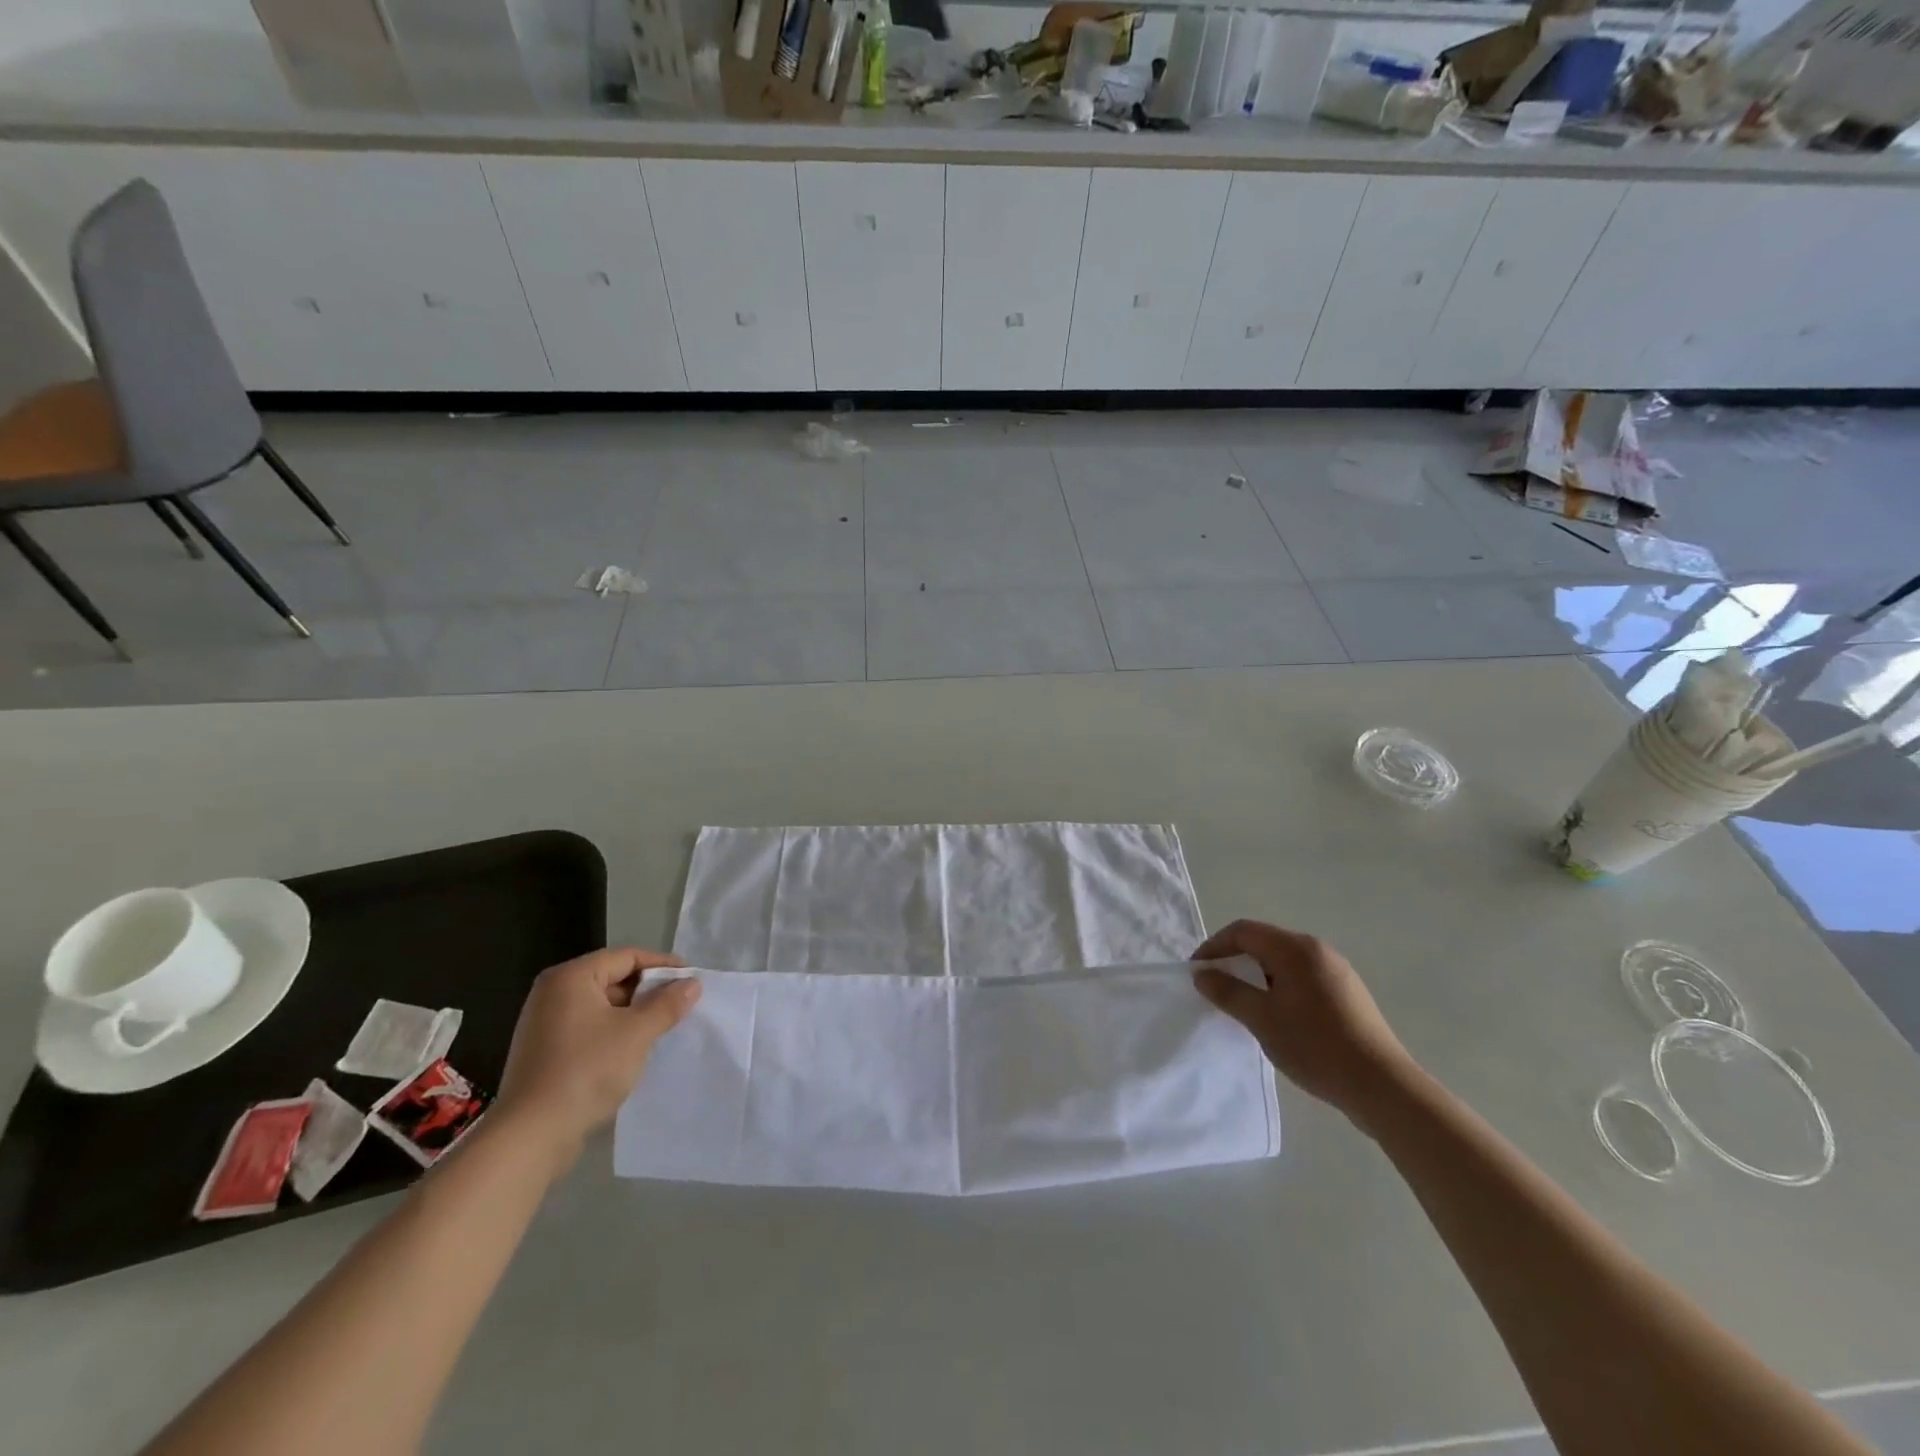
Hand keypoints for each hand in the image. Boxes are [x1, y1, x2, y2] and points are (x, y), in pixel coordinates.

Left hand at [495, 947, 699, 1165]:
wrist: (530, 1135)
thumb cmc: (586, 1070)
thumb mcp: (637, 1033)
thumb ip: (667, 1004)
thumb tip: (692, 984)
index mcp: (571, 977)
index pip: (626, 956)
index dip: (662, 964)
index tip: (691, 978)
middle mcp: (553, 993)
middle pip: (612, 978)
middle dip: (648, 990)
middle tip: (680, 1005)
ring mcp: (544, 1023)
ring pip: (601, 1006)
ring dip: (633, 1013)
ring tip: (662, 1028)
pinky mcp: (543, 1052)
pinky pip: (587, 1028)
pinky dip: (613, 1032)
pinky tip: (632, 1050)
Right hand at [1192, 920, 1413, 1127]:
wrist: (1382, 1087)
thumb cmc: (1316, 1046)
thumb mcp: (1262, 1019)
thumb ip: (1228, 992)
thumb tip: (1203, 974)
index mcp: (1296, 948)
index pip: (1243, 931)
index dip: (1214, 947)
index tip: (1197, 973)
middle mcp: (1318, 950)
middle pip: (1264, 943)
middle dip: (1235, 961)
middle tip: (1216, 989)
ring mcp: (1337, 972)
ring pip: (1283, 962)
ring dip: (1257, 977)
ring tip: (1243, 1005)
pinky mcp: (1347, 994)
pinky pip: (1302, 978)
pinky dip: (1279, 988)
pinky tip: (1277, 1017)